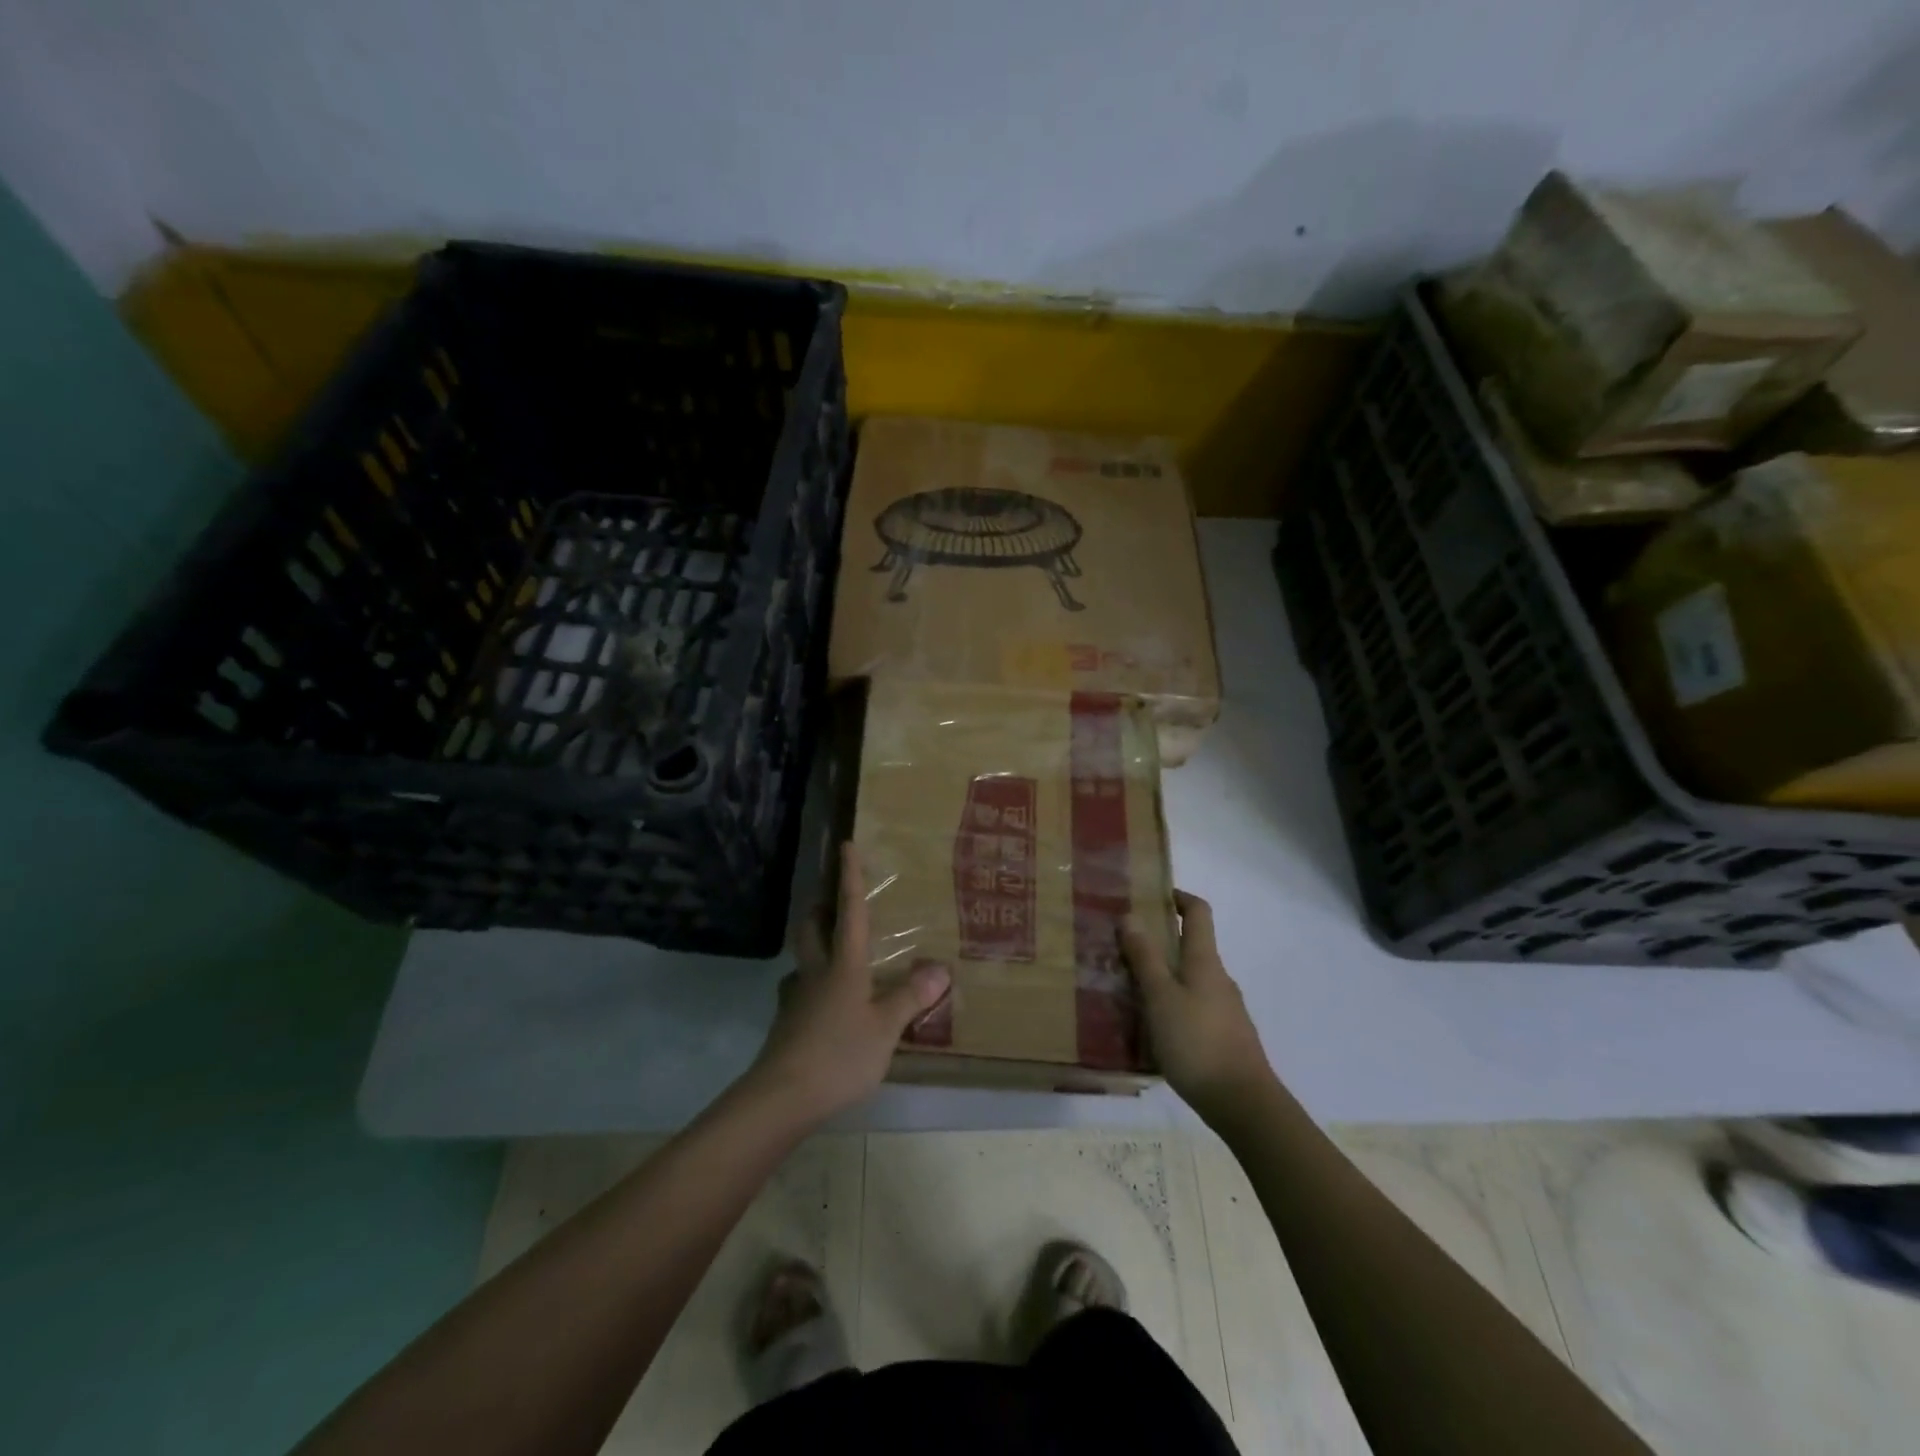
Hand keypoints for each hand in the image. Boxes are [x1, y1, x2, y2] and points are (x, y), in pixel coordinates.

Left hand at [743, 842, 950, 1124]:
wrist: (781, 1098)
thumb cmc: (840, 1055)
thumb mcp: (886, 1028)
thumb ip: (911, 997)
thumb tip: (939, 968)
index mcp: (844, 965)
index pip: (849, 910)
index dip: (849, 877)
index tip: (845, 845)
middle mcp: (816, 973)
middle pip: (811, 929)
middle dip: (820, 909)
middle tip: (832, 903)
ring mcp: (796, 998)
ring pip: (802, 960)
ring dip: (814, 948)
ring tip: (835, 956)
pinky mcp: (786, 1025)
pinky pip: (800, 993)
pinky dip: (813, 988)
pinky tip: (826, 1006)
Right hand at [1121, 891, 1273, 1125]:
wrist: (1244, 1104)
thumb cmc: (1197, 1042)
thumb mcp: (1161, 998)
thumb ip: (1145, 958)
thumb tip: (1131, 916)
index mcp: (1204, 962)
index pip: (1199, 913)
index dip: (1180, 898)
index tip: (1154, 895)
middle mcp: (1219, 979)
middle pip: (1192, 947)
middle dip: (1161, 942)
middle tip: (1125, 948)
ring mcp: (1226, 1010)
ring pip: (1191, 980)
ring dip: (1165, 976)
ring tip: (1131, 989)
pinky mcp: (1225, 1037)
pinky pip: (1194, 1007)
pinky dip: (1173, 1004)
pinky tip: (1154, 1027)